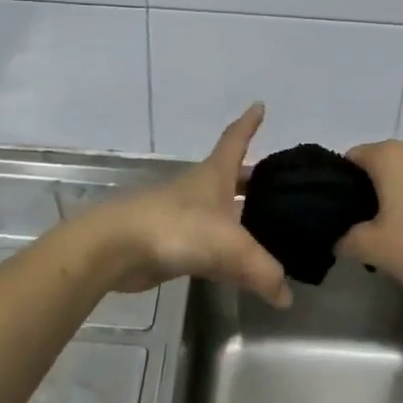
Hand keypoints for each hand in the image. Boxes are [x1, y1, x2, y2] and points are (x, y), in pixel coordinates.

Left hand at [83, 104, 291, 308]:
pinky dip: (224, 250)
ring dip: (238, 215)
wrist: (117, 247)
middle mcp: (199, 189)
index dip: (249, 123)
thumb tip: (286, 296)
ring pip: (219, 211)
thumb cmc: (177, 228)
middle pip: (229, 177)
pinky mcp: (170, 242)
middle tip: (278, 185)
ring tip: (267, 227)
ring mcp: (182, 215)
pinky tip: (238, 265)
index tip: (259, 106)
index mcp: (214, 174)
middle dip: (251, 179)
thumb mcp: (231, 248)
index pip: (236, 140)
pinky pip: (207, 244)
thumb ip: (263, 272)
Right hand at [337, 139, 402, 303]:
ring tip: (400, 229)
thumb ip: (345, 239)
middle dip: (373, 189)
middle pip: (384, 164)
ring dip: (402, 193)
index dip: (342, 183)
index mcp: (390, 155)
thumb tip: (339, 238)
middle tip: (367, 225)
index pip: (353, 158)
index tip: (342, 211)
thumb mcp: (370, 248)